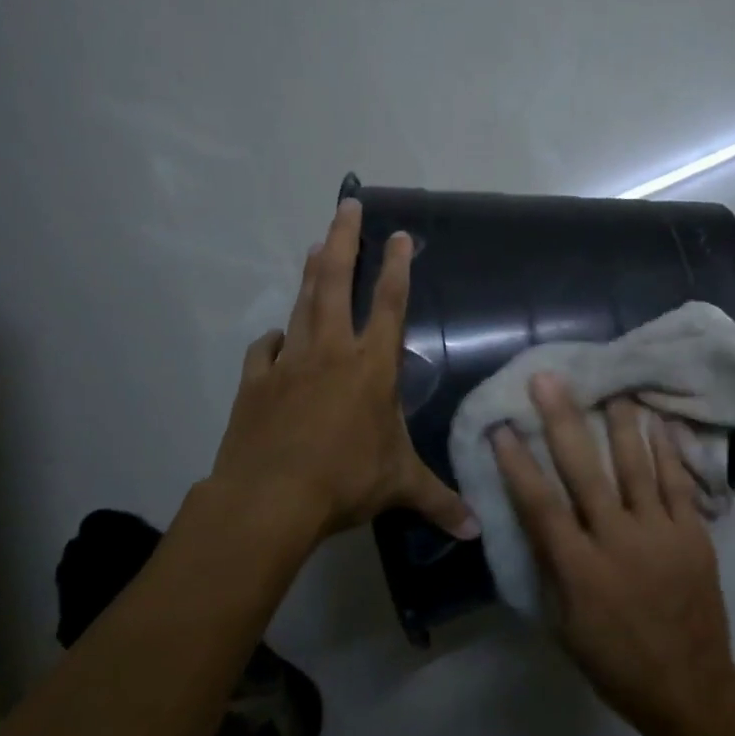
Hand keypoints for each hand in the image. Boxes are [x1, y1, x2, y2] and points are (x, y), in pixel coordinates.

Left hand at [204, 199, 478, 553]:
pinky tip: (278, 336)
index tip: (399, 234)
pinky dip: (274, 338)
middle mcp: (331, 352)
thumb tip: (478, 531)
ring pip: (302, 304)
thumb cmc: (345, 481)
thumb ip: (440, 502)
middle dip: (344, 240)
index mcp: (372, 367)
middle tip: (346, 204)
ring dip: (311, 271)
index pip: (389, 304)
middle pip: (336, 284)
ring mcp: (289, 362)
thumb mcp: (400, 487)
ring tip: (317, 242)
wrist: (268, 499)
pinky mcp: (256, 382)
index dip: (396, 266)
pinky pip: (266, 349)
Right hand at [490, 374, 734, 735]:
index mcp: (580, 570)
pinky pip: (678, 482)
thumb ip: (551, 569)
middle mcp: (618, 541)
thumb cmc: (616, 663)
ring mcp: (660, 533)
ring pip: (637, 466)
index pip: (540, 506)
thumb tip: (537, 521)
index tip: (502, 427)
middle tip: (550, 380)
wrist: (690, 687)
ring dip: (621, 422)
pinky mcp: (693, 534)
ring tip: (613, 386)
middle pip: (585, 472)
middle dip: (563, 422)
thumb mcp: (565, 626)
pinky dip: (668, 450)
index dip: (518, 464)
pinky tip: (660, 420)